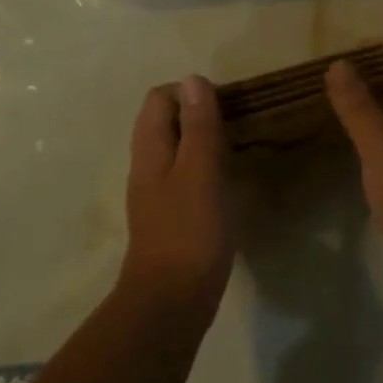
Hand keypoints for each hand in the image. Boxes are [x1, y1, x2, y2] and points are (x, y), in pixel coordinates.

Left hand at [122, 76, 233, 323]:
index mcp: (150, 151)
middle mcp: (147, 167)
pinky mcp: (170, 216)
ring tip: (236, 144)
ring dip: (201, 139)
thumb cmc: (189, 232)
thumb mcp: (200, 173)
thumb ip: (198, 127)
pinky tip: (226, 179)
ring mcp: (156, 194)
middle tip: (236, 121)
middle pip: (164, 122)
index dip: (190, 92)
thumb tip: (193, 79)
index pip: (159, 99)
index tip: (226, 104)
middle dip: (197, 113)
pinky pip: (184, 175)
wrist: (171, 302)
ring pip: (175, 149)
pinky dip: (203, 166)